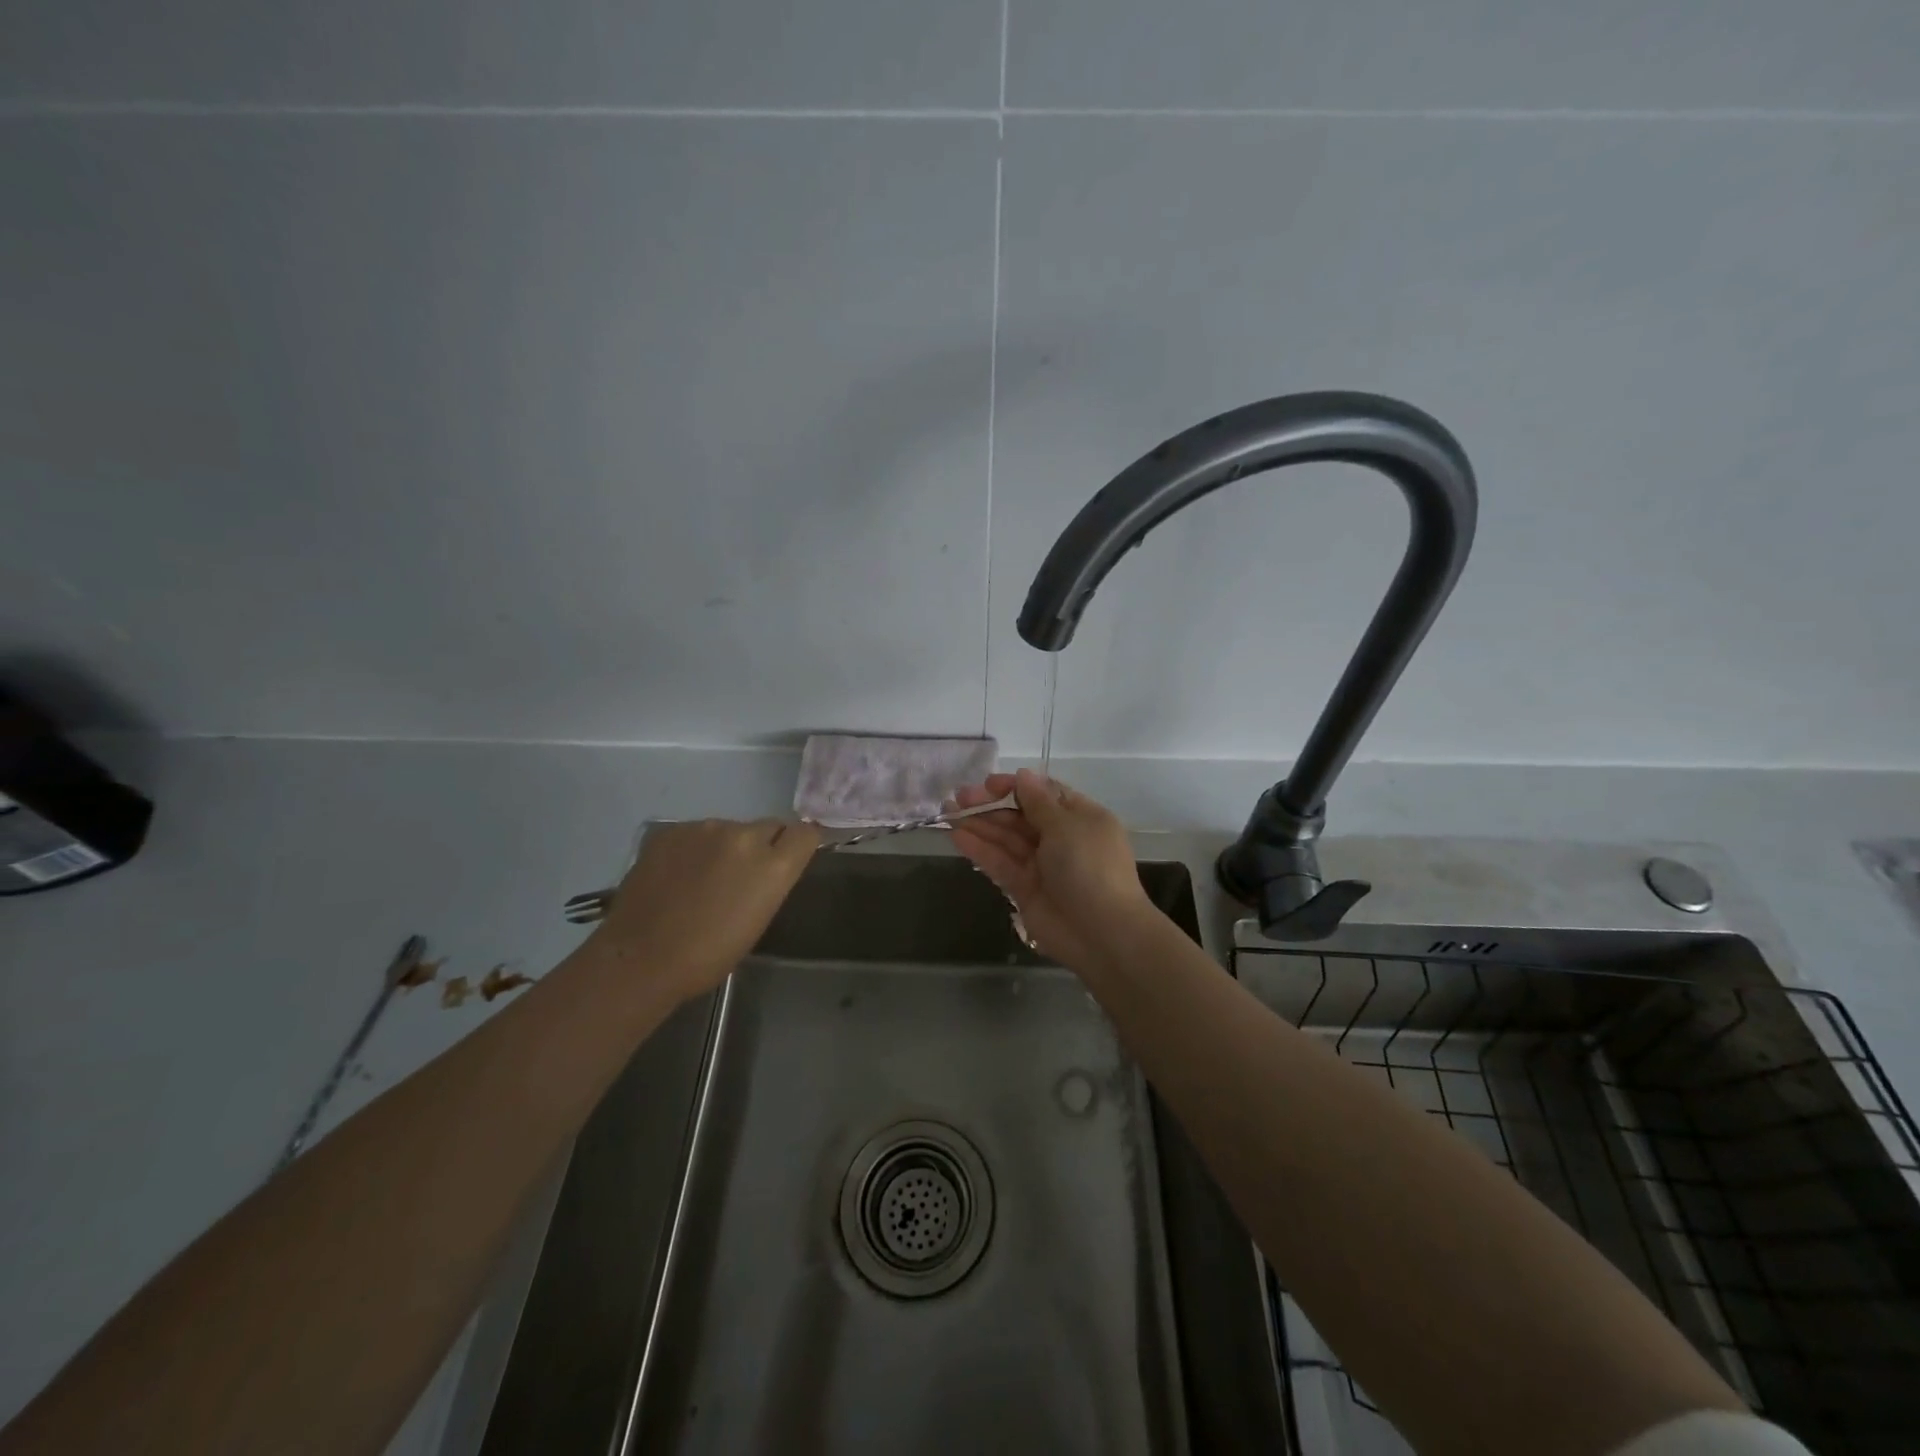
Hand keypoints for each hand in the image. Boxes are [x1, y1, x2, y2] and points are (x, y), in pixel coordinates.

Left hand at [589, 818, 819, 1001]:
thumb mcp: (758, 919)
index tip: (791, 858)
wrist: (640, 958)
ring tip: (703, 878)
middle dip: (763, 845)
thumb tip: (770, 866)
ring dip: (725, 846)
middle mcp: (744, 835)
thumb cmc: (708, 955)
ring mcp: (705, 828)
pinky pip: (695, 833)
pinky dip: (693, 849)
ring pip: (729, 829)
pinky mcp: (672, 830)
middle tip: (743, 875)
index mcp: (773, 864)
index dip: (800, 844)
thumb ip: (771, 881)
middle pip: (768, 827)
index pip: (806, 833)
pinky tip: (677, 876)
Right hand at [947, 768, 1159, 969]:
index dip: (1015, 787)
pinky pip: (1001, 863)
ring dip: (979, 825)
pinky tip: (957, 836)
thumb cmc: (1089, 867)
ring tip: (948, 813)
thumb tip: (1023, 775)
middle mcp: (1061, 838)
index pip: (1044, 794)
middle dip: (991, 805)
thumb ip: (1039, 801)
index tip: (987, 784)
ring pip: (1007, 839)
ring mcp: (1042, 865)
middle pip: (1021, 816)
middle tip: (959, 798)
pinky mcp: (1025, 889)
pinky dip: (980, 849)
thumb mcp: (1066, 826)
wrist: (1101, 932)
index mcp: (1081, 818)